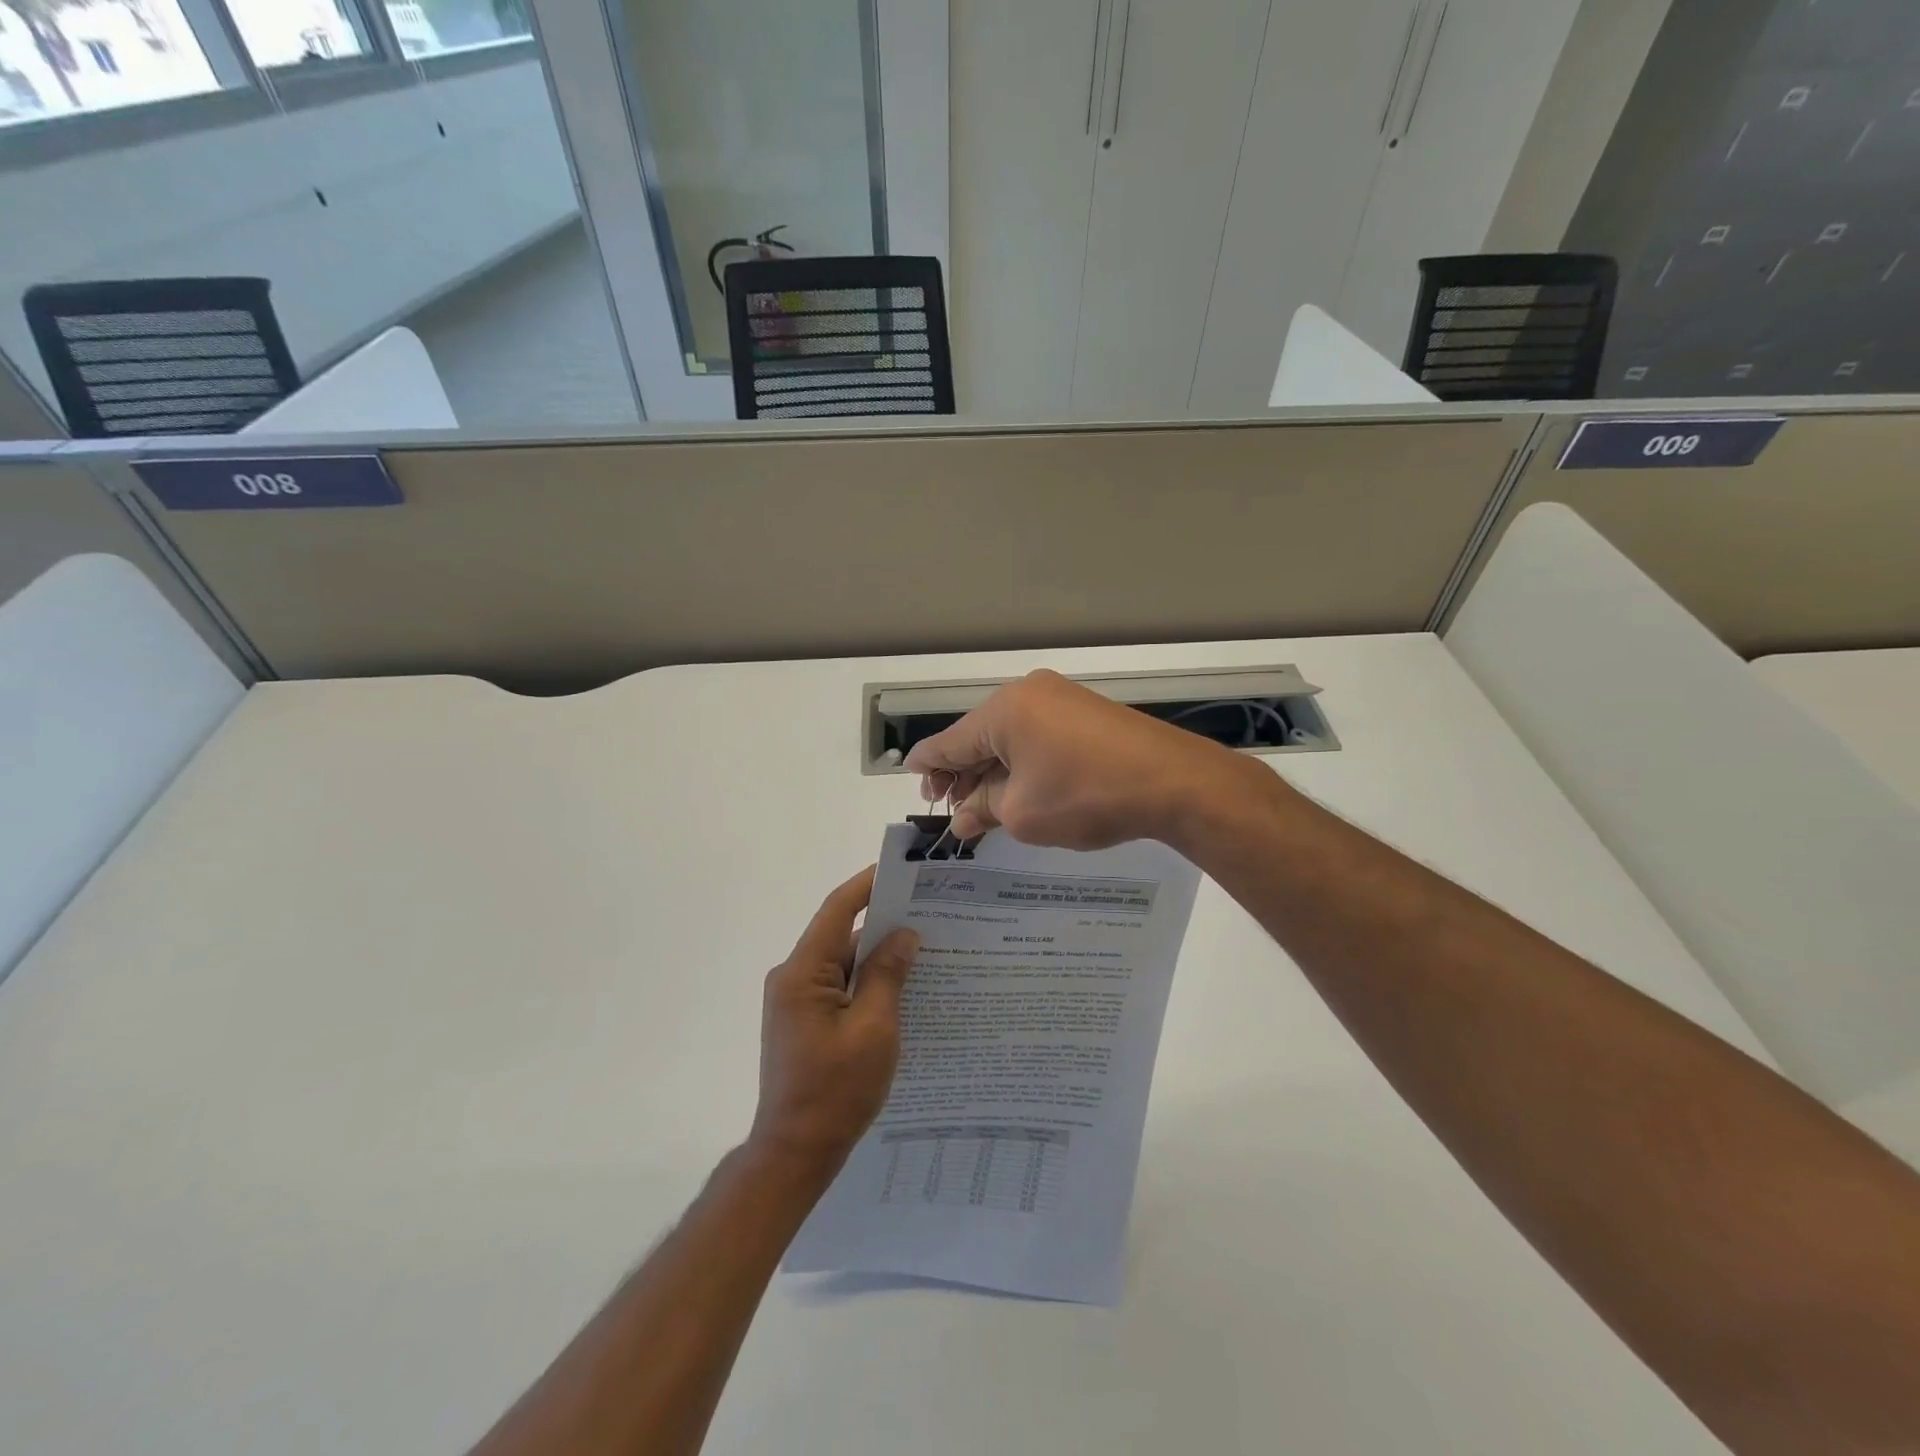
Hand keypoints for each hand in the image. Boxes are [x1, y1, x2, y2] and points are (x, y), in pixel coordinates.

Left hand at [750, 868, 919, 1177]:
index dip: (868, 885)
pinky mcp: (805, 1021)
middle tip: (931, 913)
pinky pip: (841, 987)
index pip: (837, 910)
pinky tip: (904, 987)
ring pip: (844, 963)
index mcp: (802, 972)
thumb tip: (903, 935)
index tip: (902, 870)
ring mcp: (797, 1001)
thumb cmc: (835, 1090)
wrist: (795, 1153)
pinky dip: (869, 983)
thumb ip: (887, 975)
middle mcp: (793, 978)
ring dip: (879, 958)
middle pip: (842, 935)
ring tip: (927, 950)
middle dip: (884, 924)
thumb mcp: (873, 1029)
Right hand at [904, 669, 1249, 849]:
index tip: (912, 780)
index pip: (949, 741)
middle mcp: (1028, 694)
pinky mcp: (1086, 714)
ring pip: (1010, 737)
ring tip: (981, 806)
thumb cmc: (1086, 796)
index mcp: (1003, 710)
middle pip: (978, 736)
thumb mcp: (1023, 813)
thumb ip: (983, 810)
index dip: (927, 765)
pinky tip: (1018, 789)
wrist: (1173, 782)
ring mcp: (1061, 699)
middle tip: (949, 808)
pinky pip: (1038, 736)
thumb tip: (962, 818)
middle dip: (961, 773)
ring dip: (993, 770)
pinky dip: (1022, 763)